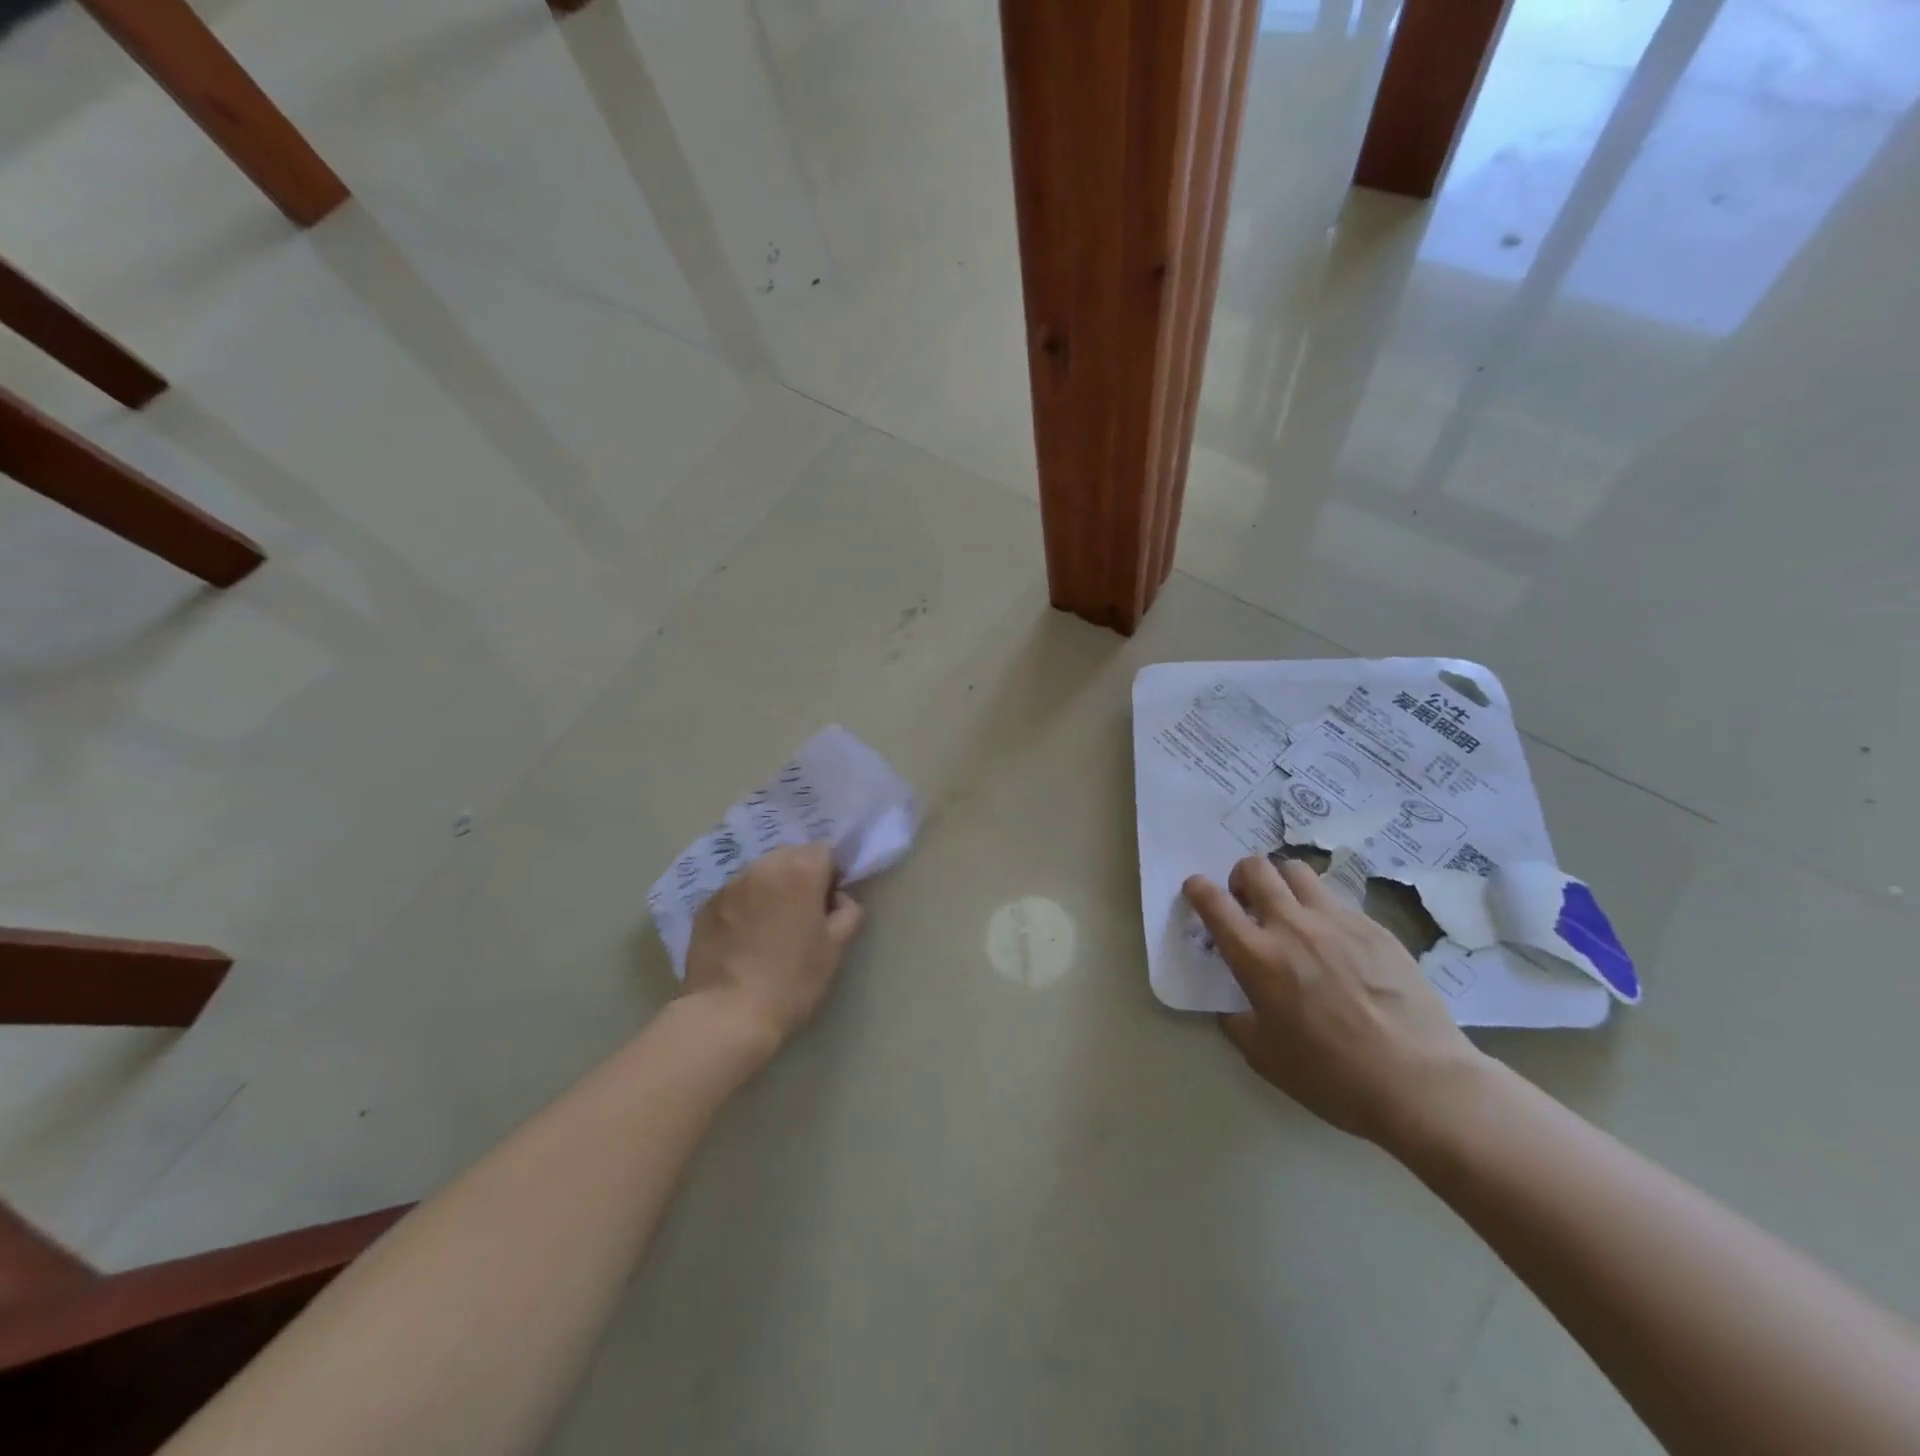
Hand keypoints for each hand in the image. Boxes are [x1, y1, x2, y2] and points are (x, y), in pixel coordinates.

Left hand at [682, 844, 864, 1059]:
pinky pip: (736, 892)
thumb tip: (838, 899)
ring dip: (772, 887)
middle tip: (803, 914)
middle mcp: (764, 866)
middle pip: (791, 855)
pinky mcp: (705, 904)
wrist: (727, 1014)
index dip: (832, 875)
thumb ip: (848, 912)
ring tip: (772, 925)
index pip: (826, 851)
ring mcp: (730, 884)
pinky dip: (746, 903)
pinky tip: (745, 936)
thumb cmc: (792, 980)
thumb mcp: (836, 948)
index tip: (829, 904)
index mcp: (800, 870)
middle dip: (801, 875)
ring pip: (761, 872)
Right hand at [1183, 856, 1484, 1144]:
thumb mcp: (1266, 1058)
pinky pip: (1337, 900)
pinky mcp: (1374, 927)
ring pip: (1297, 871)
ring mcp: (1337, 921)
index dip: (1197, 888)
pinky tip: (1335, 942)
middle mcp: (1292, 926)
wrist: (1421, 1082)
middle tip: (1247, 903)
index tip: (1196, 891)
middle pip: (1256, 867)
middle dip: (1241, 877)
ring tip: (1290, 911)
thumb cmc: (1334, 1076)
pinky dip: (1322, 909)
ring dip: (1282, 883)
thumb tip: (1234, 1008)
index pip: (1213, 901)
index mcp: (1257, 957)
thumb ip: (1238, 1023)